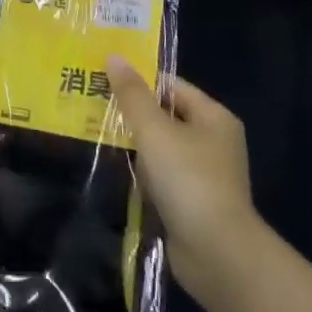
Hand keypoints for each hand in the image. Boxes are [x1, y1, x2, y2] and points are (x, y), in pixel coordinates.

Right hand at [108, 58, 255, 298]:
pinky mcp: (193, 202)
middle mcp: (213, 140)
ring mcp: (204, 173)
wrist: (217, 255)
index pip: (171, 85)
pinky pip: (162, 176)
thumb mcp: (155, 131)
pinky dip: (143, 174)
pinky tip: (118, 172)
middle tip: (93, 105)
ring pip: (161, 147)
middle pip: (165, 115)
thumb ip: (132, 94)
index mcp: (213, 116)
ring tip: (96, 135)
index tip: (102, 79)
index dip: (138, 81)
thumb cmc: (188, 180)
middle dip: (132, 113)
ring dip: (135, 146)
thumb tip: (114, 56)